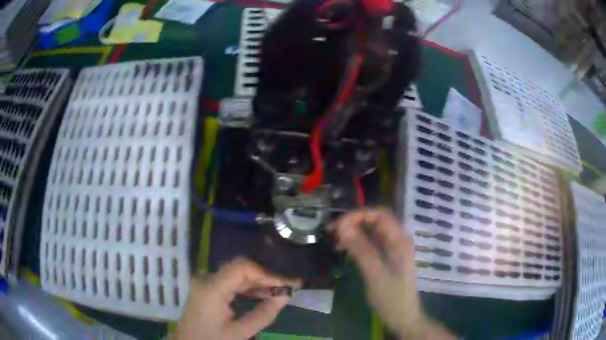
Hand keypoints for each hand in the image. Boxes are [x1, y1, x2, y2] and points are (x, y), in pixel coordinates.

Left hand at [176, 257, 300, 339]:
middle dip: (267, 277)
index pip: (242, 268)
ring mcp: (207, 283)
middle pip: (241, 269)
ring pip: (238, 275)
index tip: (289, 284)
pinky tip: (265, 294)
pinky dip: (250, 288)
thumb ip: (263, 314)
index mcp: (211, 288)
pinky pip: (232, 283)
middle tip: (291, 286)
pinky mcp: (209, 289)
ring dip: (261, 282)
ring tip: (283, 290)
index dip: (268, 273)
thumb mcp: (239, 333)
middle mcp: (207, 279)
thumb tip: (286, 296)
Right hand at [331, 208, 454, 338]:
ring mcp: (393, 248)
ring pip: (372, 231)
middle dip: (353, 221)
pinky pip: (371, 242)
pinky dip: (357, 242)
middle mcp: (398, 239)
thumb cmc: (391, 297)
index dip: (358, 215)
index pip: (379, 215)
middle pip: (375, 220)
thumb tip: (343, 228)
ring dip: (354, 231)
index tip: (338, 226)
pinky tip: (345, 249)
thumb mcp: (375, 274)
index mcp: (399, 240)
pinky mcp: (387, 257)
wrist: (402, 316)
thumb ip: (361, 250)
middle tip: (332, 231)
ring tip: (335, 240)